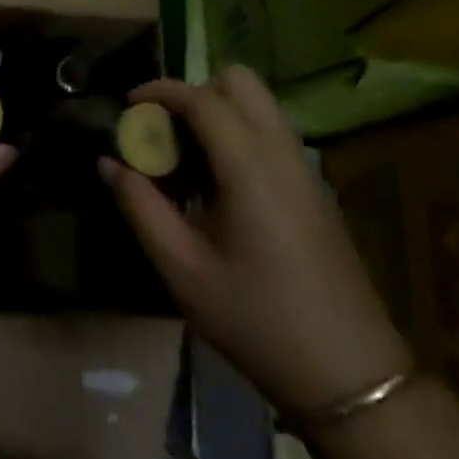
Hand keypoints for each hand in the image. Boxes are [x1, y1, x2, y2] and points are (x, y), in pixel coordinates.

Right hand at [99, 66, 410, 415]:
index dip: (159, 91)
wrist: (350, 376)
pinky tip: (216, 188)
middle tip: (164, 131)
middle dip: (194, 92)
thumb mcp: (182, 268)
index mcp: (249, 165)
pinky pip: (271, 135)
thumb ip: (139, 206)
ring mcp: (304, 170)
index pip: (201, 97)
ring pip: (258, 106)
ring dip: (217, 113)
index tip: (127, 106)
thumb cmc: (256, 319)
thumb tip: (108, 163)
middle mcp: (281, 152)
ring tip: (184, 161)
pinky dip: (238, 135)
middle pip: (239, 82)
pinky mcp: (314, 190)